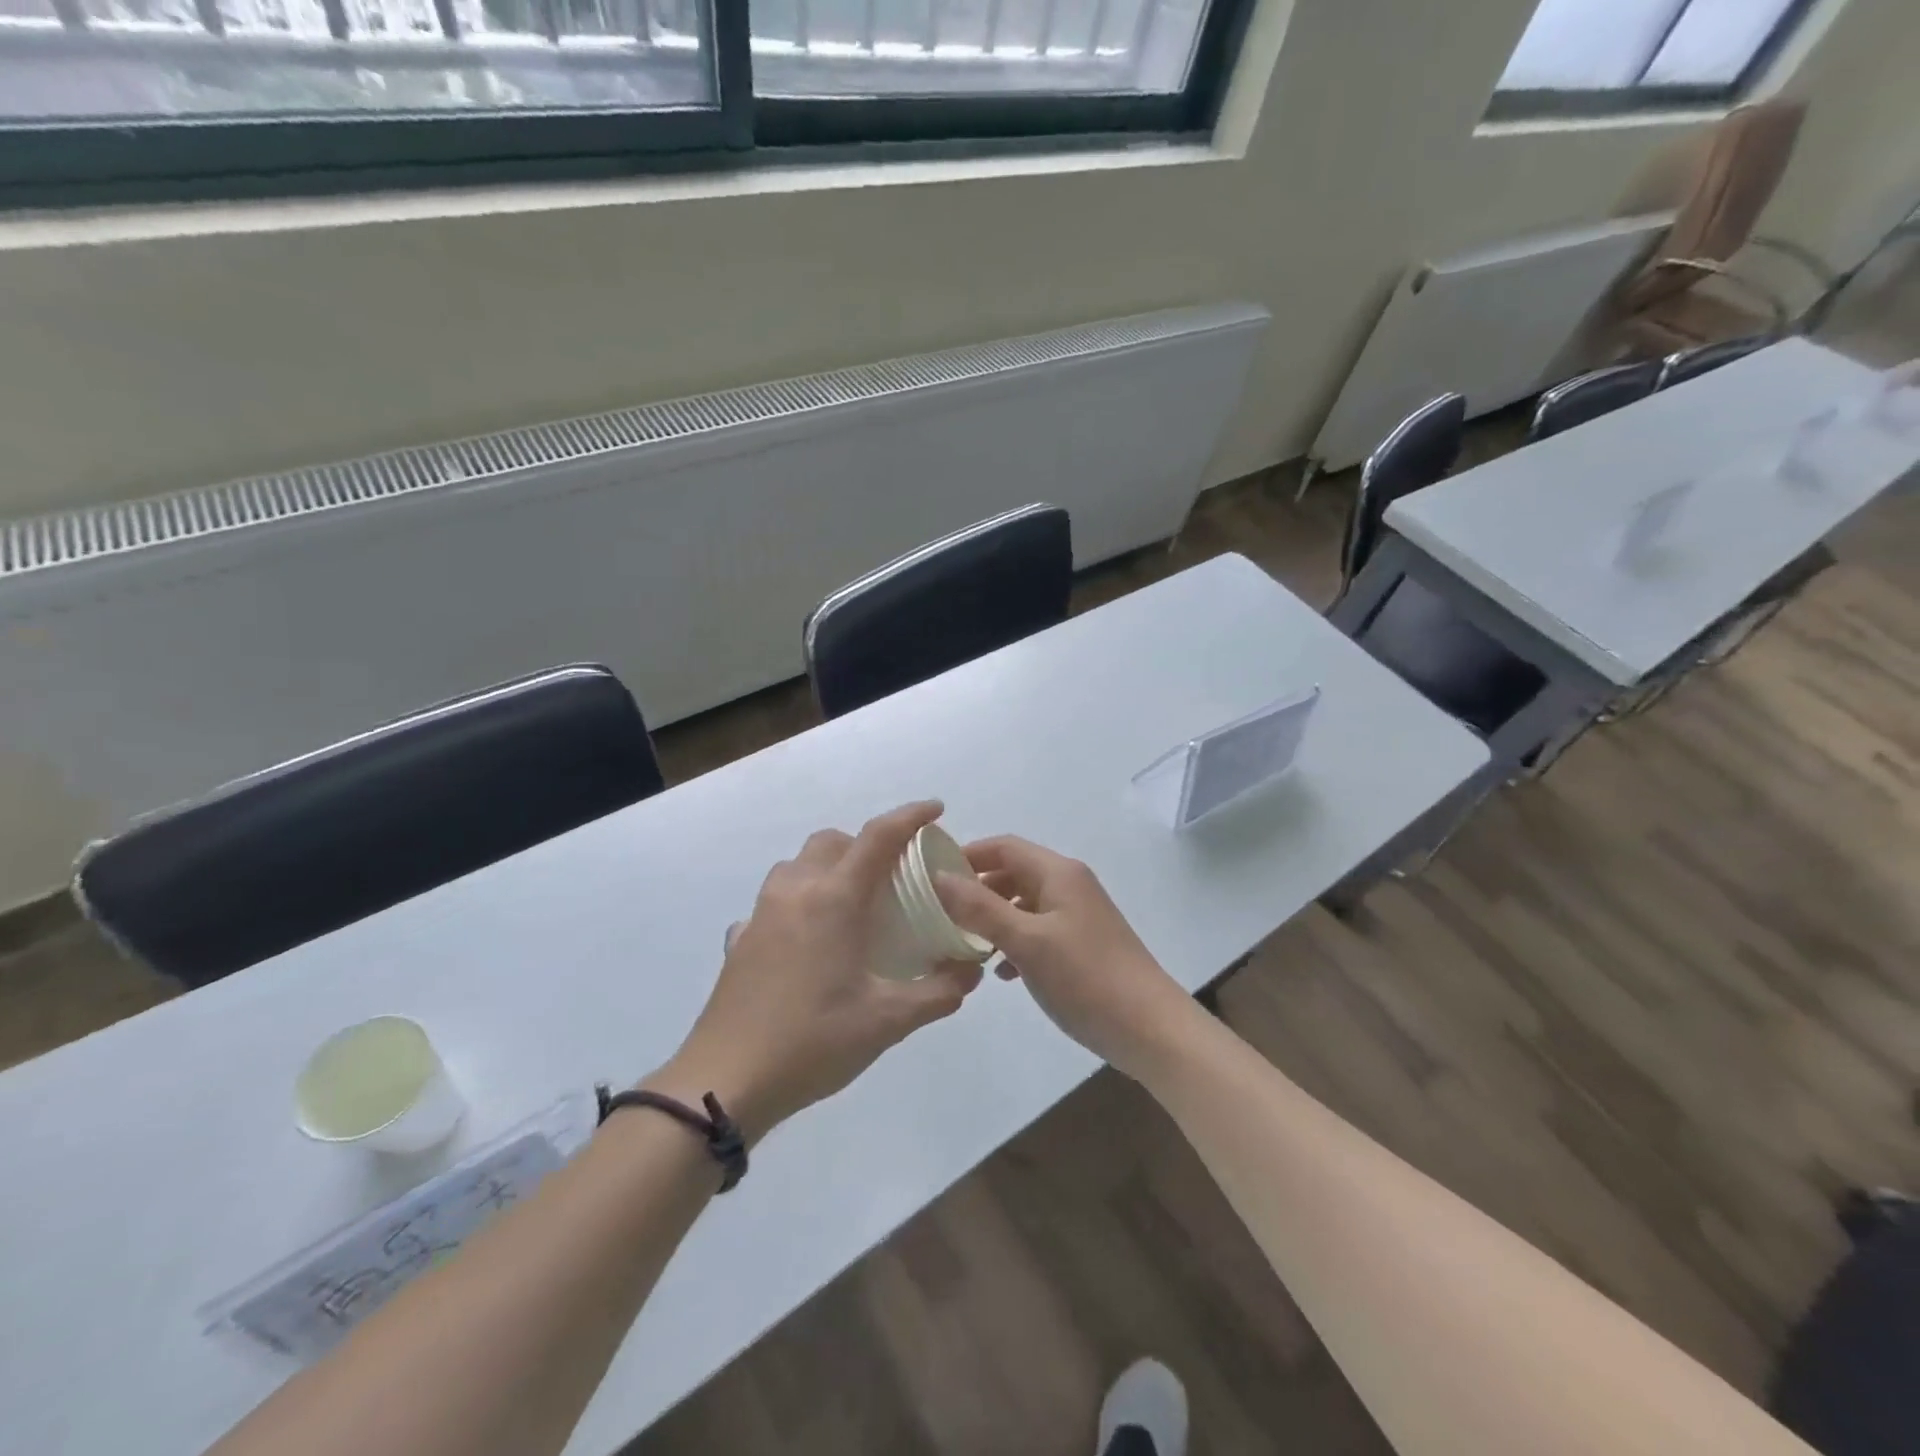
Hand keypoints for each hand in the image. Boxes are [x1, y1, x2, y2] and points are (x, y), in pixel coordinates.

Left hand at [647, 801, 984, 1143]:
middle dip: (867, 844)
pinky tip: (808, 940)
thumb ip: (938, 992)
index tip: (936, 810)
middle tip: (894, 876)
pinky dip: (798, 903)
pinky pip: (774, 901)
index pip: (878, 836)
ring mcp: (761, 913)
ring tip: (852, 904)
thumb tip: (970, 973)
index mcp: (834, 898)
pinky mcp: (740, 939)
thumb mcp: (887, 1022)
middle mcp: (795, 891)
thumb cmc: (813, 1042)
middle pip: (833, 841)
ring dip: (829, 867)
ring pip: (798, 864)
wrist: (725, 1081)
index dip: (910, 816)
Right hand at [933, 836, 1194, 1079]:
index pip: (1004, 846)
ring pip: (1024, 904)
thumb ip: (980, 908)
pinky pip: (1038, 931)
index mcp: (1058, 873)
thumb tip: (939, 876)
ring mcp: (1078, 916)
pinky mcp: (1082, 944)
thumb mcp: (1026, 941)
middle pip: (1013, 873)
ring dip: (994, 919)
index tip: (931, 878)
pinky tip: (1002, 973)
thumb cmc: (1086, 978)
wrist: (1150, 1029)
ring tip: (964, 946)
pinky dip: (1015, 942)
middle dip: (977, 890)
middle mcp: (1069, 885)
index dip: (967, 855)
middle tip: (941, 915)